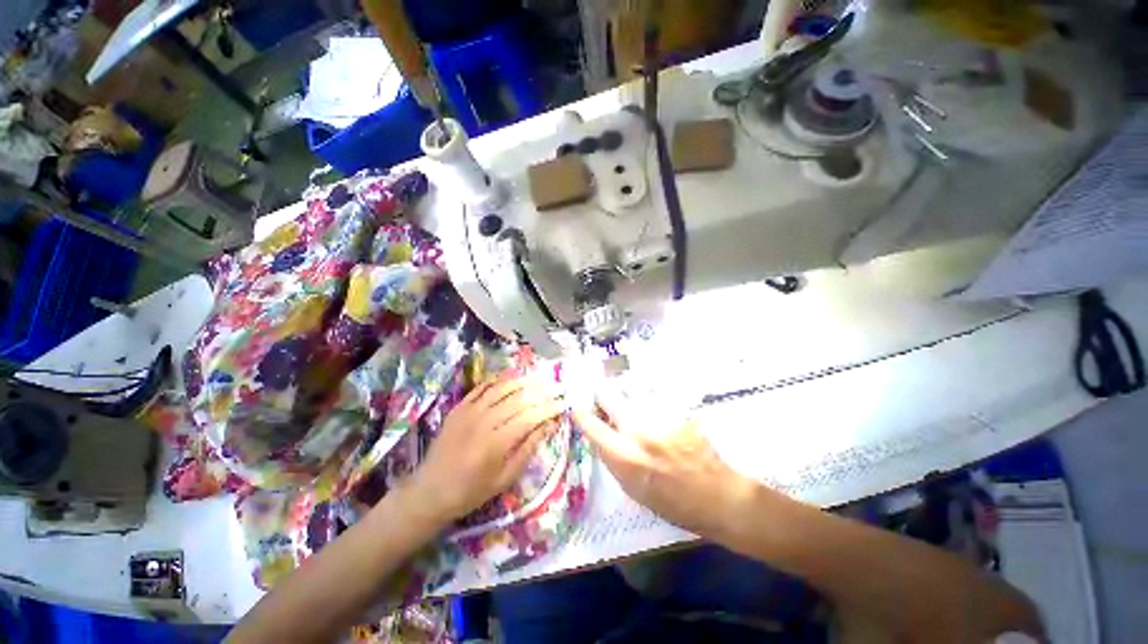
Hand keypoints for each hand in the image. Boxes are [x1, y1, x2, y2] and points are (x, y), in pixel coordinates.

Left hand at [408, 374, 564, 523]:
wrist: (430, 491)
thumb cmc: (471, 491)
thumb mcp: (505, 477)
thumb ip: (528, 448)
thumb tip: (549, 425)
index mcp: (497, 442)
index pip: (530, 417)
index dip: (549, 408)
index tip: (563, 404)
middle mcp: (484, 421)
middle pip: (518, 399)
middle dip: (541, 392)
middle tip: (555, 388)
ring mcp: (469, 411)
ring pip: (501, 388)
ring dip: (522, 382)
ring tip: (538, 379)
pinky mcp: (459, 407)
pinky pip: (481, 388)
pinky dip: (497, 380)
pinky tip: (510, 378)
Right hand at [573, 392, 754, 538]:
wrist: (718, 495)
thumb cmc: (672, 503)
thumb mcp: (633, 489)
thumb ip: (613, 459)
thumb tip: (599, 436)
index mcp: (624, 456)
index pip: (592, 425)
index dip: (581, 414)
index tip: (577, 408)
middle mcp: (639, 430)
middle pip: (609, 395)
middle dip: (601, 393)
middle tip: (602, 394)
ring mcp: (660, 416)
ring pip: (632, 388)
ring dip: (627, 392)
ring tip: (630, 398)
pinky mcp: (677, 409)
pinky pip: (655, 393)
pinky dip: (648, 395)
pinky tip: (653, 403)